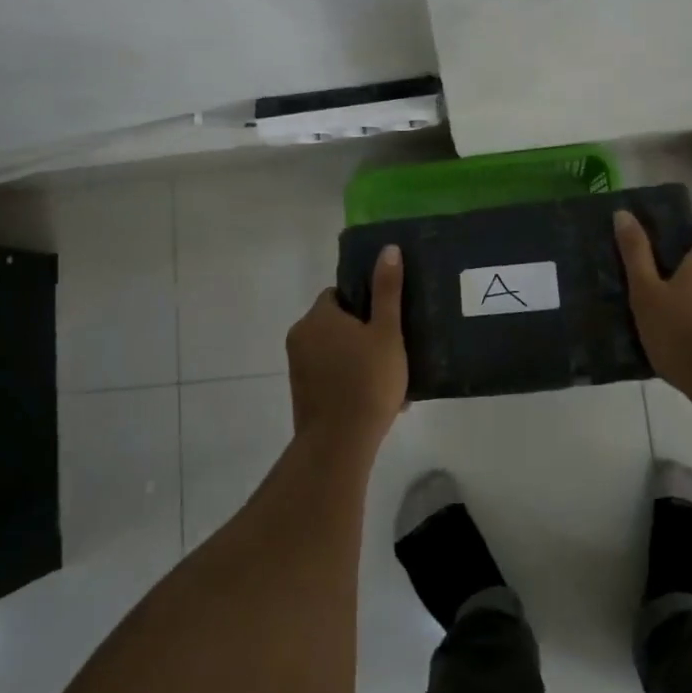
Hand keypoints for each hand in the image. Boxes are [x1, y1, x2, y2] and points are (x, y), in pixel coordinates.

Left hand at [286, 245, 407, 449]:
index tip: (387, 320)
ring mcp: (298, 367)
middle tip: (393, 350)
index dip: (365, 303)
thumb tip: (388, 248)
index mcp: (318, 316)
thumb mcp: (387, 332)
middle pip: (337, 323)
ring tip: (389, 378)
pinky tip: (375, 398)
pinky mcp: (302, 393)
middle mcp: (301, 336)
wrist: (339, 444)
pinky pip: (329, 375)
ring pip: (335, 352)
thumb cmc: (367, 381)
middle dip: (364, 334)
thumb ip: (387, 290)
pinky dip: (348, 380)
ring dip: (358, 359)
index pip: (339, 294)